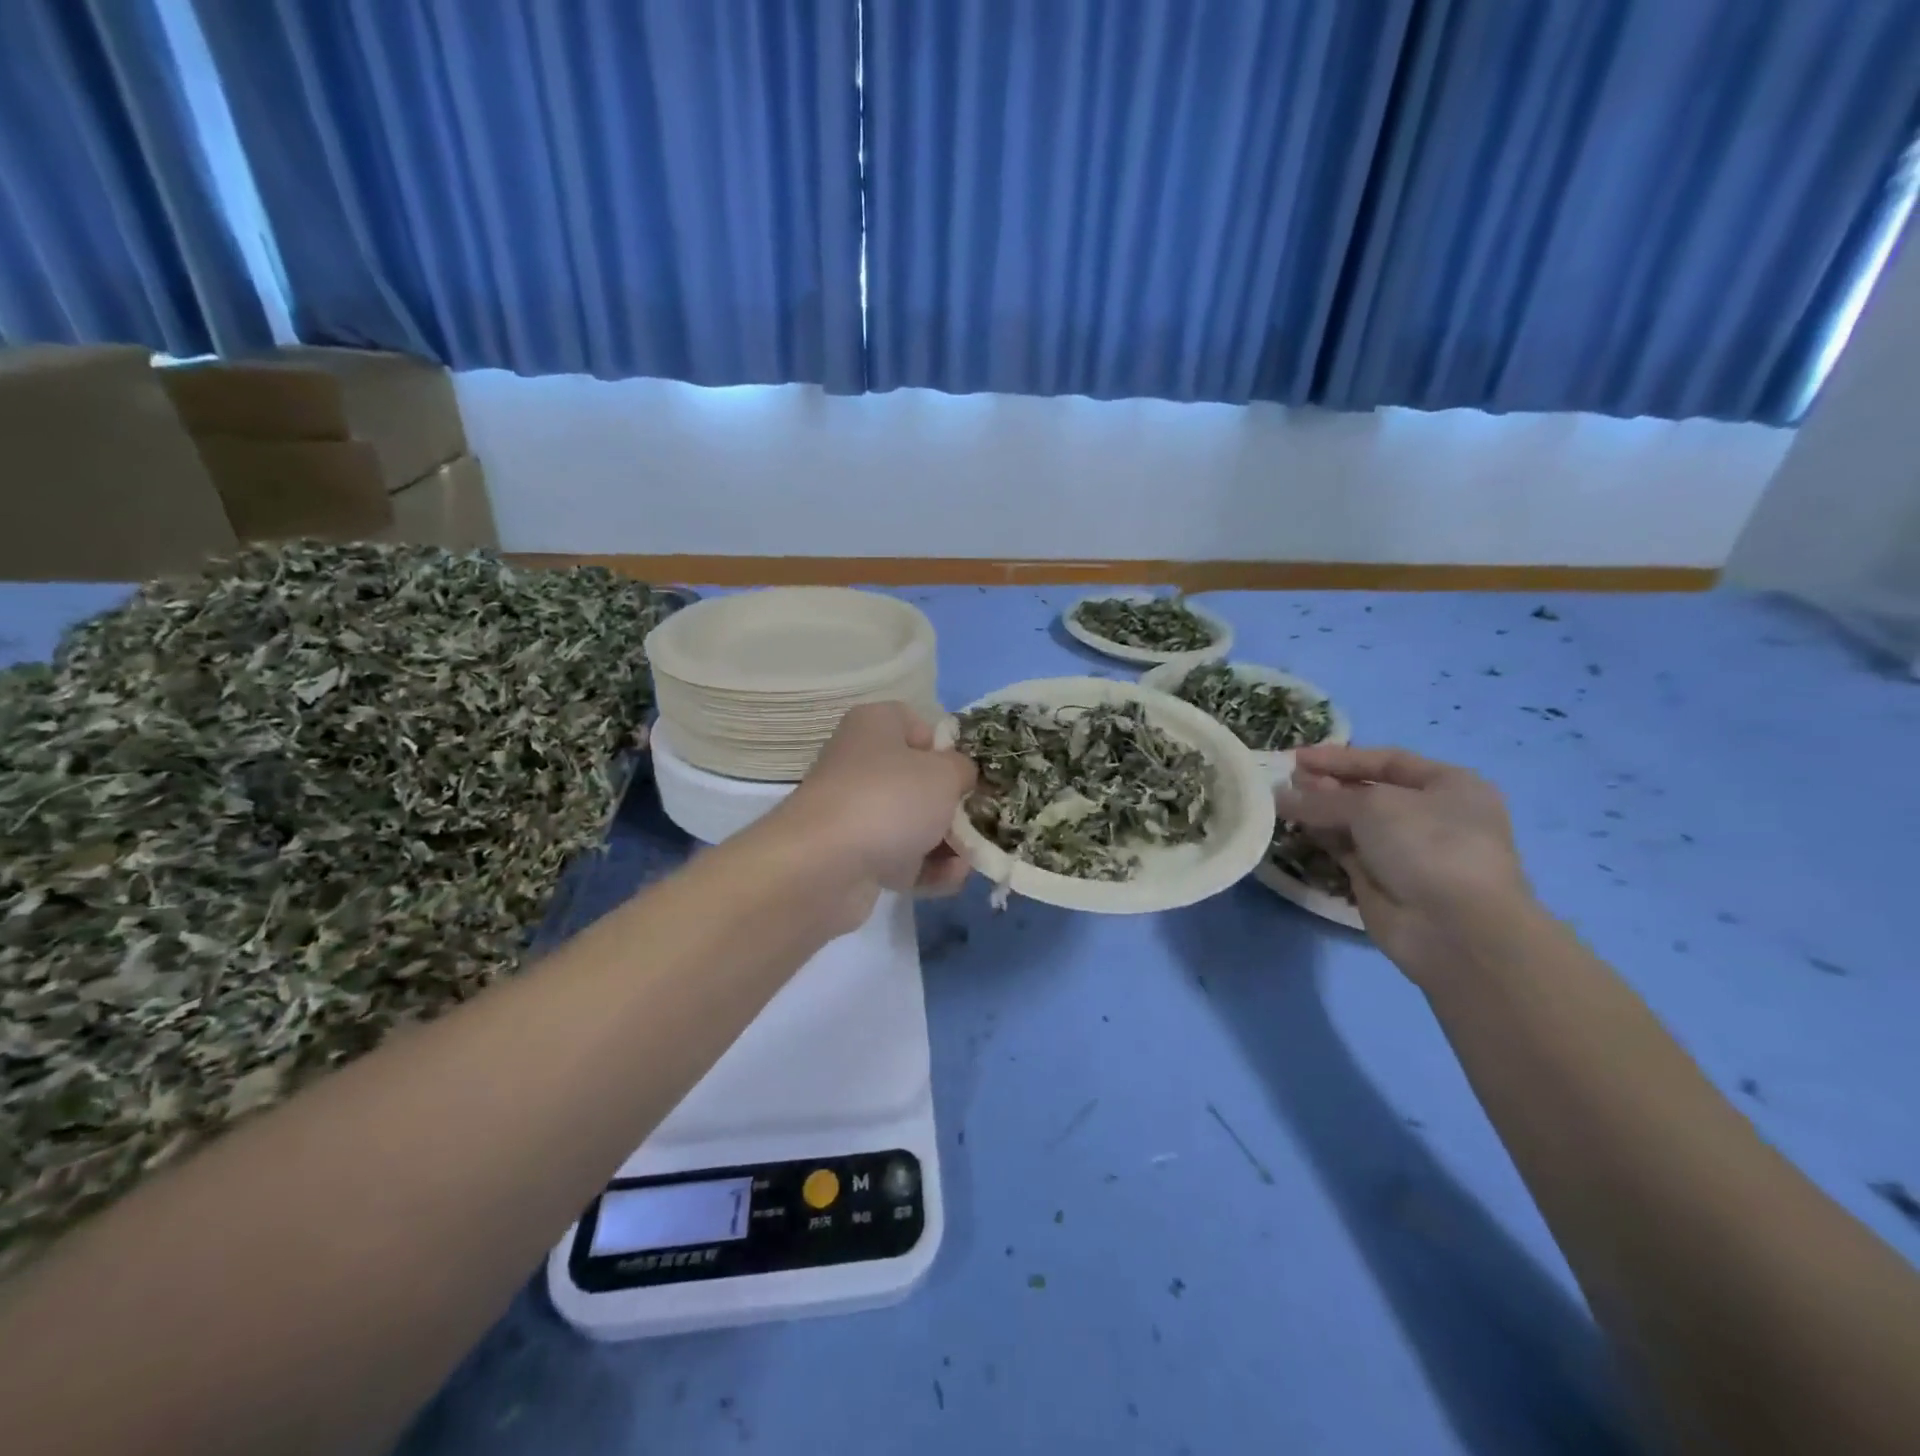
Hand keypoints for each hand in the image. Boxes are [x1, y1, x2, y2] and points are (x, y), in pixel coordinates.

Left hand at [766, 703, 976, 925]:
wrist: (824, 866)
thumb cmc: (890, 799)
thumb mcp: (945, 773)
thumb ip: (963, 770)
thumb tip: (961, 776)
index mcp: (875, 726)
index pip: (918, 725)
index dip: (948, 748)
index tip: (969, 772)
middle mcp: (861, 763)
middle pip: (919, 780)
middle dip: (953, 805)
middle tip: (981, 820)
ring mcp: (855, 812)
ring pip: (912, 823)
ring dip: (947, 843)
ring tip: (972, 858)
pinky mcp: (854, 856)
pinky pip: (900, 858)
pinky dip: (927, 869)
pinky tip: (952, 879)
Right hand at [1276, 745, 1532, 978]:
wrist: (1454, 929)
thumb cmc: (1428, 846)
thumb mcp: (1373, 806)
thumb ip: (1322, 798)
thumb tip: (1280, 795)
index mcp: (1449, 786)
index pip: (1386, 761)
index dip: (1340, 758)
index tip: (1297, 757)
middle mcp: (1430, 815)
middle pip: (1367, 792)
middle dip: (1326, 785)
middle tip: (1286, 782)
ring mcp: (1406, 850)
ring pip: (1353, 822)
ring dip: (1319, 812)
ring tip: (1281, 803)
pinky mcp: (1382, 880)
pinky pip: (1345, 850)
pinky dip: (1322, 839)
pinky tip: (1295, 829)